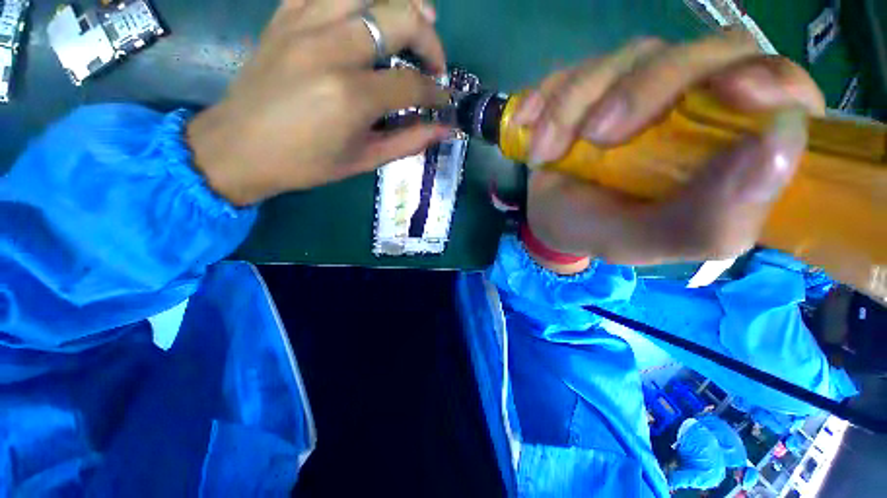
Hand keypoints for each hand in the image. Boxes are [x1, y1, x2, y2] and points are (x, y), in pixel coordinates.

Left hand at [187, 0, 450, 205]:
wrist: (239, 147)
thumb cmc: (306, 163)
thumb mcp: (363, 160)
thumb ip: (408, 141)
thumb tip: (444, 129)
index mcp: (351, 96)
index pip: (412, 83)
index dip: (436, 93)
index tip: (443, 101)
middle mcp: (331, 49)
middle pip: (401, 18)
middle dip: (430, 41)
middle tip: (434, 65)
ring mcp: (305, 24)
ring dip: (402, 4)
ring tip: (415, 24)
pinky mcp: (286, 15)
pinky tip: (369, 15)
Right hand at [515, 32, 825, 265]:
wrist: (551, 219)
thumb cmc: (601, 232)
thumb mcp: (649, 241)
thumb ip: (710, 220)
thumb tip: (777, 148)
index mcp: (728, 148)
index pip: (783, 92)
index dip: (769, 82)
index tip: (732, 93)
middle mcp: (695, 103)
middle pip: (701, 54)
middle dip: (643, 90)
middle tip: (595, 138)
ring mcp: (641, 84)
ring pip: (627, 58)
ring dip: (574, 106)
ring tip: (544, 154)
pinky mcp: (594, 83)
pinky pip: (574, 69)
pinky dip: (547, 98)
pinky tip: (529, 126)